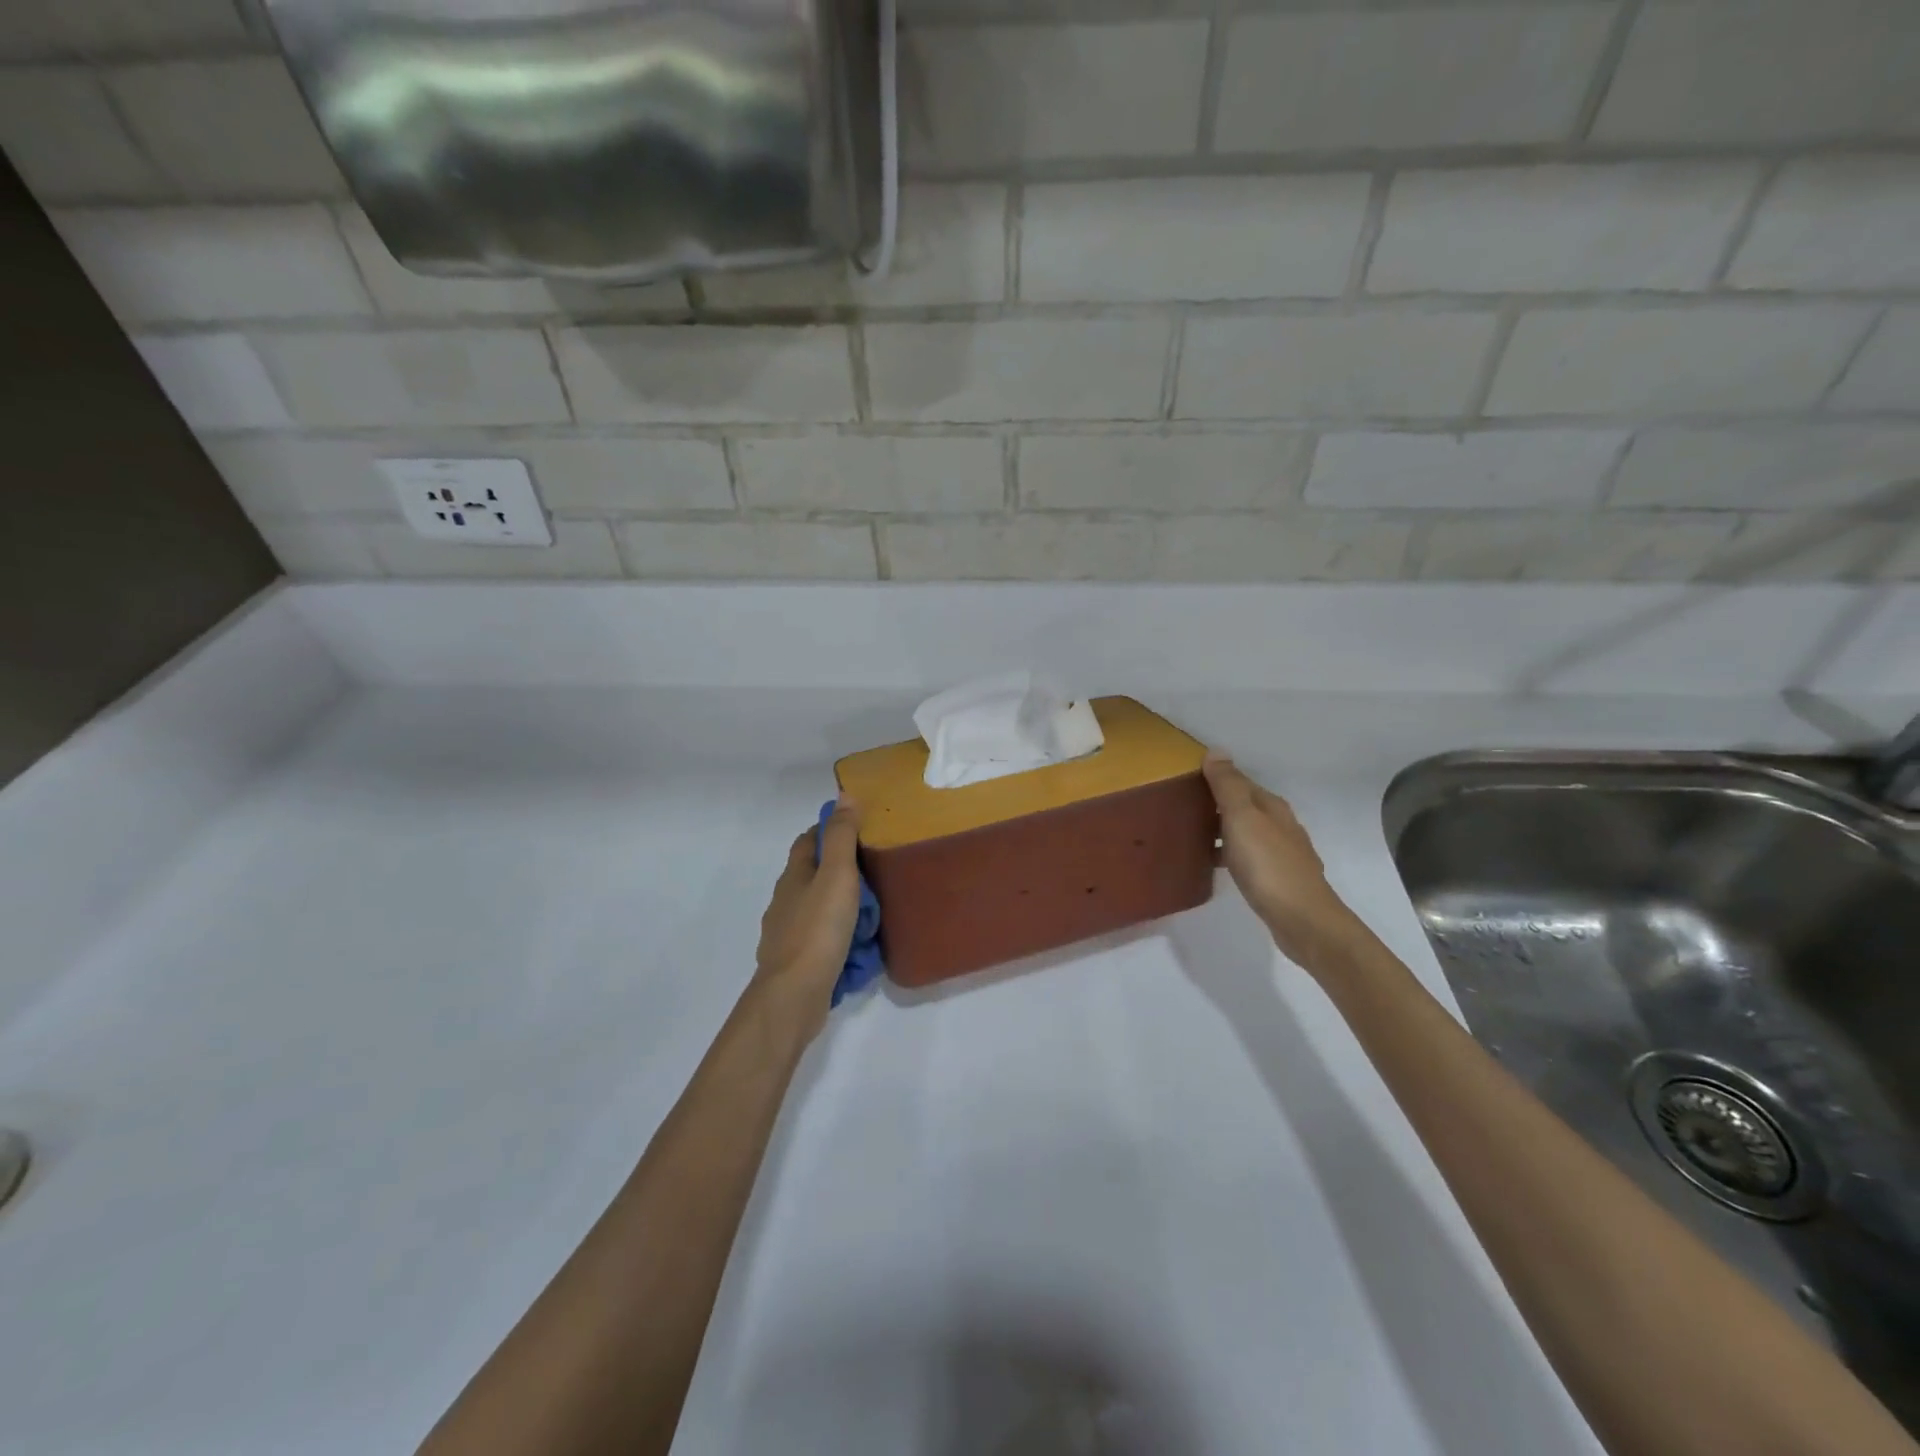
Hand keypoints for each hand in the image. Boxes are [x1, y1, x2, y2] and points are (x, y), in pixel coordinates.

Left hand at [754, 799, 863, 1032]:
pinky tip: (859, 947)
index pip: (808, 841)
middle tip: (877, 874)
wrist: (794, 995)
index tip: (859, 830)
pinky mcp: (797, 962)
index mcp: (794, 876)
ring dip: (843, 907)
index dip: (829, 830)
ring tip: (875, 913)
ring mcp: (788, 934)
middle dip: (841, 871)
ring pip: (819, 909)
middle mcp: (786, 901)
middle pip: (813, 875)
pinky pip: (823, 940)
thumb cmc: (818, 929)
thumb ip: (841, 836)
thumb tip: (844, 795)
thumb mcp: (837, 875)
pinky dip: (840, 938)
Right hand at [1202, 754, 1359, 970]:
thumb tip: (1216, 751)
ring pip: (1246, 832)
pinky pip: (1248, 856)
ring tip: (1192, 835)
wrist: (1302, 920)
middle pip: (1244, 806)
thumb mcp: (1242, 819)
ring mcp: (1282, 853)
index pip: (1240, 781)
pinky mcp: (1278, 880)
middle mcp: (1281, 825)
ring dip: (1222, 830)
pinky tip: (1215, 865)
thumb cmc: (1268, 865)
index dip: (1214, 778)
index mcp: (1272, 806)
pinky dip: (1230, 854)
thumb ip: (1228, 786)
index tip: (1184, 782)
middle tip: (1181, 808)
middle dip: (1217, 804)